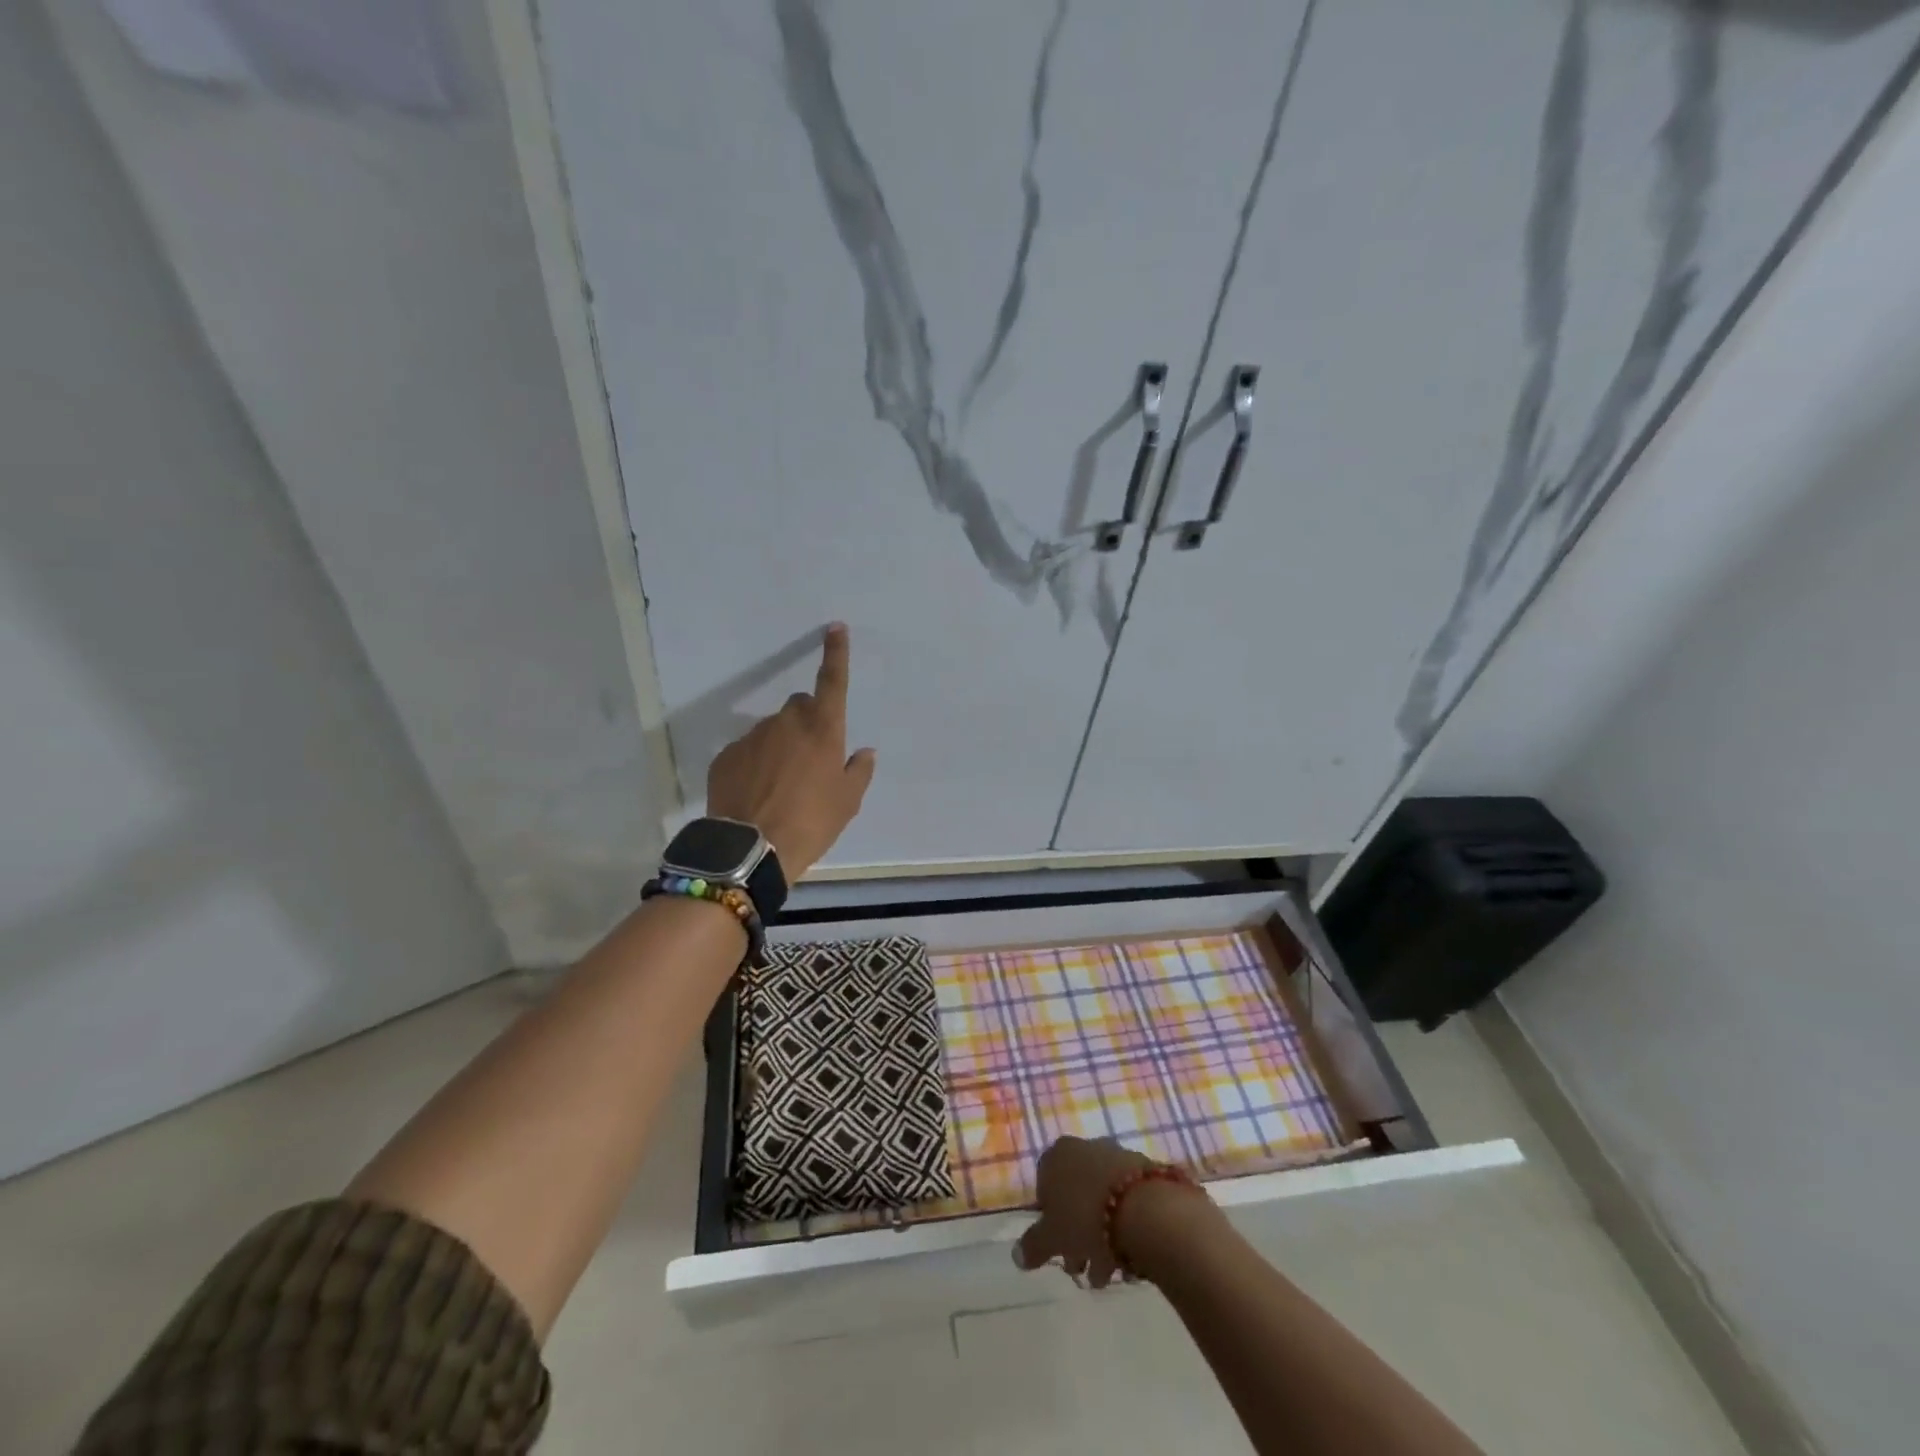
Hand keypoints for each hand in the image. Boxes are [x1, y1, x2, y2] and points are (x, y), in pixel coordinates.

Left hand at [707, 623, 876, 881]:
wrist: (752, 850)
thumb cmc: (811, 823)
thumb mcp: (847, 802)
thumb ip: (858, 771)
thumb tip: (863, 752)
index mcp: (823, 729)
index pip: (832, 681)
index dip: (835, 653)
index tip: (835, 628)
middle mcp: (787, 723)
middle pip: (800, 706)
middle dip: (807, 722)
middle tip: (811, 758)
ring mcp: (752, 737)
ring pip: (772, 730)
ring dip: (780, 745)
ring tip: (780, 785)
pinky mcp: (726, 756)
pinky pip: (747, 751)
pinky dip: (754, 763)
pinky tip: (756, 792)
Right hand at [1012, 1136, 1157, 1288]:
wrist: (1143, 1209)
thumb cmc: (1085, 1218)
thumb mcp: (1051, 1238)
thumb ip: (1033, 1246)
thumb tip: (1017, 1255)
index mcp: (1057, 1155)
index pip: (1044, 1186)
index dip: (1049, 1220)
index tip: (1057, 1247)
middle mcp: (1084, 1148)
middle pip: (1074, 1195)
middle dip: (1076, 1234)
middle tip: (1081, 1268)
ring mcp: (1115, 1156)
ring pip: (1100, 1200)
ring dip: (1101, 1236)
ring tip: (1108, 1274)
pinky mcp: (1142, 1171)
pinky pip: (1125, 1201)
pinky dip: (1123, 1226)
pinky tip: (1129, 1259)